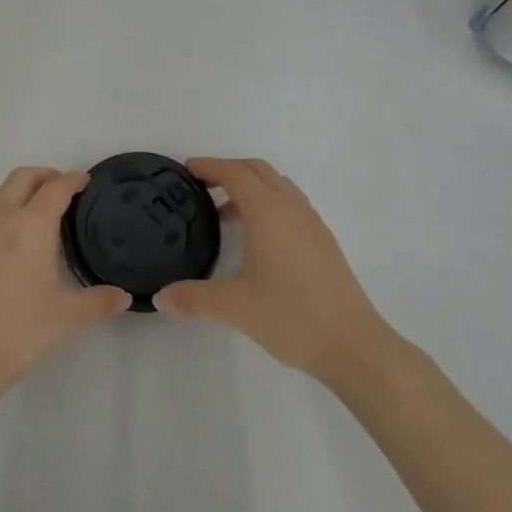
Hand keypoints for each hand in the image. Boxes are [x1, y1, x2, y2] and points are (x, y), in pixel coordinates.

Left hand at [0, 167, 130, 402]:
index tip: (87, 180)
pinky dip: (10, 209)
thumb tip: (123, 296)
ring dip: (25, 190)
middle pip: (22, 178)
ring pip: (3, 193)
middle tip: (67, 189)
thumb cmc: (21, 330)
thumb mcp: (68, 317)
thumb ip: (100, 301)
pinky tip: (21, 239)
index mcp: (30, 227)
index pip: (55, 188)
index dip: (73, 179)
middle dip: (46, 175)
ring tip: (46, 212)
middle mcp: (2, 220)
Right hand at [154, 158, 393, 381]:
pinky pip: (291, 205)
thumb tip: (160, 298)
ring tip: (225, 213)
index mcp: (268, 212)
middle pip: (259, 171)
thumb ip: (193, 298)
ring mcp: (312, 224)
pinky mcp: (323, 242)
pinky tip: (256, 239)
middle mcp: (292, 209)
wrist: (352, 344)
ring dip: (251, 187)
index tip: (186, 169)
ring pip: (279, 187)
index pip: (235, 173)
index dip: (210, 166)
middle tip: (202, 185)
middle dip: (230, 169)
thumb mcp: (234, 307)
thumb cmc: (291, 316)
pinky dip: (268, 204)